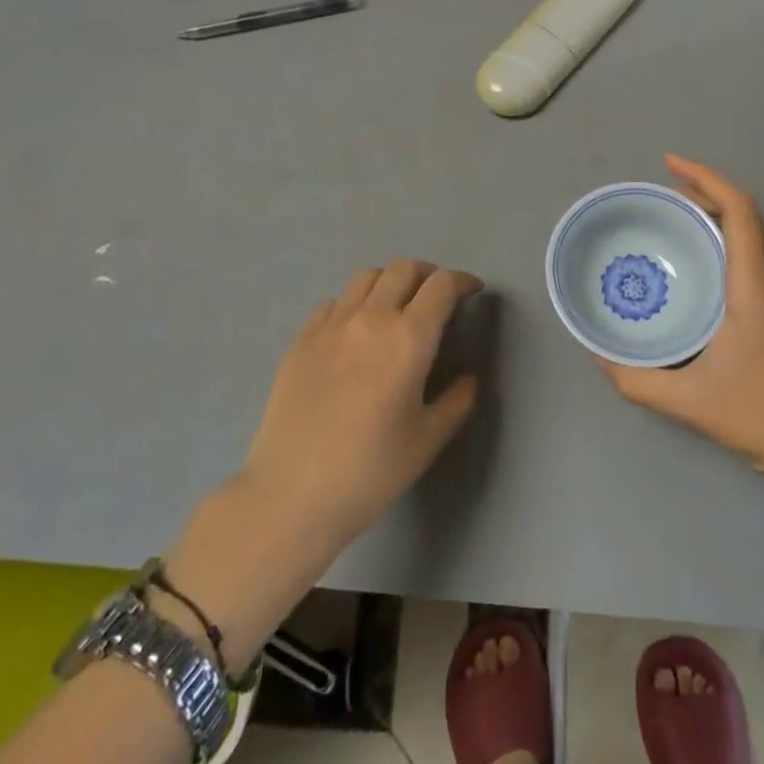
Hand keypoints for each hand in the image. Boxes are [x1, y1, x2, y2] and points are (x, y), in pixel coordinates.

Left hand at [239, 259, 482, 550]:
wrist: (291, 495)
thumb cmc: (369, 472)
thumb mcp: (427, 442)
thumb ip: (456, 402)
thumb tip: (469, 379)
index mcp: (408, 338)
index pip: (442, 285)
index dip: (462, 280)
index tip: (472, 291)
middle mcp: (371, 318)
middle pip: (404, 268)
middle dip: (428, 274)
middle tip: (437, 296)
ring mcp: (331, 325)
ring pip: (367, 276)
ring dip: (390, 281)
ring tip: (396, 306)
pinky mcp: (301, 339)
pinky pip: (333, 302)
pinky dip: (354, 303)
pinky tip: (354, 332)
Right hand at [599, 156, 763, 484]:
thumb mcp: (692, 402)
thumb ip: (639, 381)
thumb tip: (599, 357)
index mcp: (753, 284)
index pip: (738, 209)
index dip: (705, 176)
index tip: (668, 163)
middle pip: (743, 213)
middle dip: (703, 189)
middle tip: (660, 193)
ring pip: (750, 233)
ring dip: (714, 212)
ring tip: (673, 217)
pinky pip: (749, 254)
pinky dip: (722, 238)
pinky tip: (696, 264)